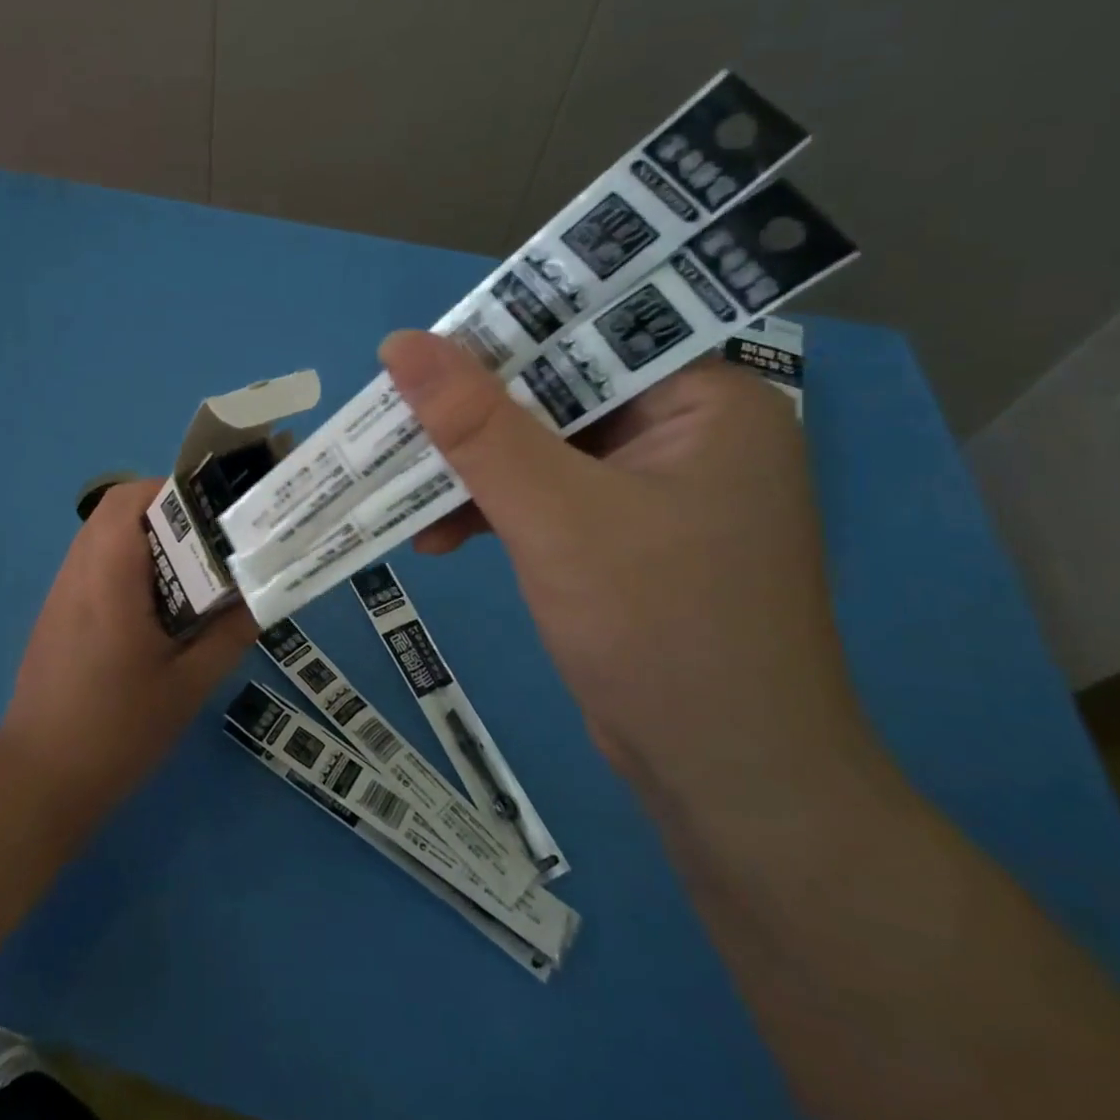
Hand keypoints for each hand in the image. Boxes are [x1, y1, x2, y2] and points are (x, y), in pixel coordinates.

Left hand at [0, 480, 258, 809]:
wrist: (40, 777)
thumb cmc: (118, 730)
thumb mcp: (187, 686)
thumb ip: (228, 635)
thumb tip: (262, 597)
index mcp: (109, 579)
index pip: (130, 500)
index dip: (172, 491)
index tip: (213, 512)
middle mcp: (78, 572)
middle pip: (114, 509)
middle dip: (163, 511)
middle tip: (207, 540)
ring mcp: (60, 591)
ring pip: (100, 534)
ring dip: (142, 536)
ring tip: (187, 568)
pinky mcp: (55, 612)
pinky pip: (91, 562)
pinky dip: (123, 561)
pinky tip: (152, 603)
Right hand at [381, 330, 873, 803]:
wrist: (726, 783)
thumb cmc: (659, 630)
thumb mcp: (554, 514)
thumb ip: (476, 425)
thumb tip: (401, 342)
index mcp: (705, 400)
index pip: (589, 336)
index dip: (500, 339)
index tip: (419, 356)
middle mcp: (686, 432)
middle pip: (556, 393)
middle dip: (473, 420)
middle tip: (394, 423)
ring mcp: (653, 488)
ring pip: (540, 448)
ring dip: (472, 473)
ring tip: (402, 492)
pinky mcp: (622, 536)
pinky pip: (544, 497)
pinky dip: (492, 512)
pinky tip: (439, 538)